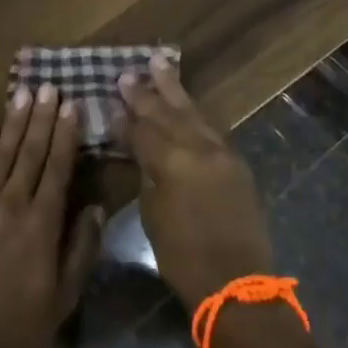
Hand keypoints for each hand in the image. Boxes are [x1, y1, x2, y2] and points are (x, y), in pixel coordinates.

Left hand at [0, 83, 103, 347]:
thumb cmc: (18, 325)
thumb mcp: (64, 296)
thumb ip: (81, 249)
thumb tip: (96, 207)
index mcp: (43, 223)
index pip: (58, 167)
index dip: (66, 134)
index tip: (72, 106)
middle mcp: (13, 203)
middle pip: (31, 151)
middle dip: (42, 117)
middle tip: (49, 87)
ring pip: (3, 152)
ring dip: (15, 121)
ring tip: (24, 93)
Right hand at [118, 54, 273, 306]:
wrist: (238, 284)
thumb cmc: (184, 258)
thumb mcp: (153, 216)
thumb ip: (147, 175)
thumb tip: (141, 153)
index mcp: (172, 162)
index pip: (141, 131)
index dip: (123, 118)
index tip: (109, 100)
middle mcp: (198, 148)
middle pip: (167, 113)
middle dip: (146, 93)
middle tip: (128, 73)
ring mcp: (221, 152)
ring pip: (192, 112)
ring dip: (174, 90)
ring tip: (159, 64)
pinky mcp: (236, 162)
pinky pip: (210, 127)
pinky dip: (194, 112)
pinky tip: (185, 103)